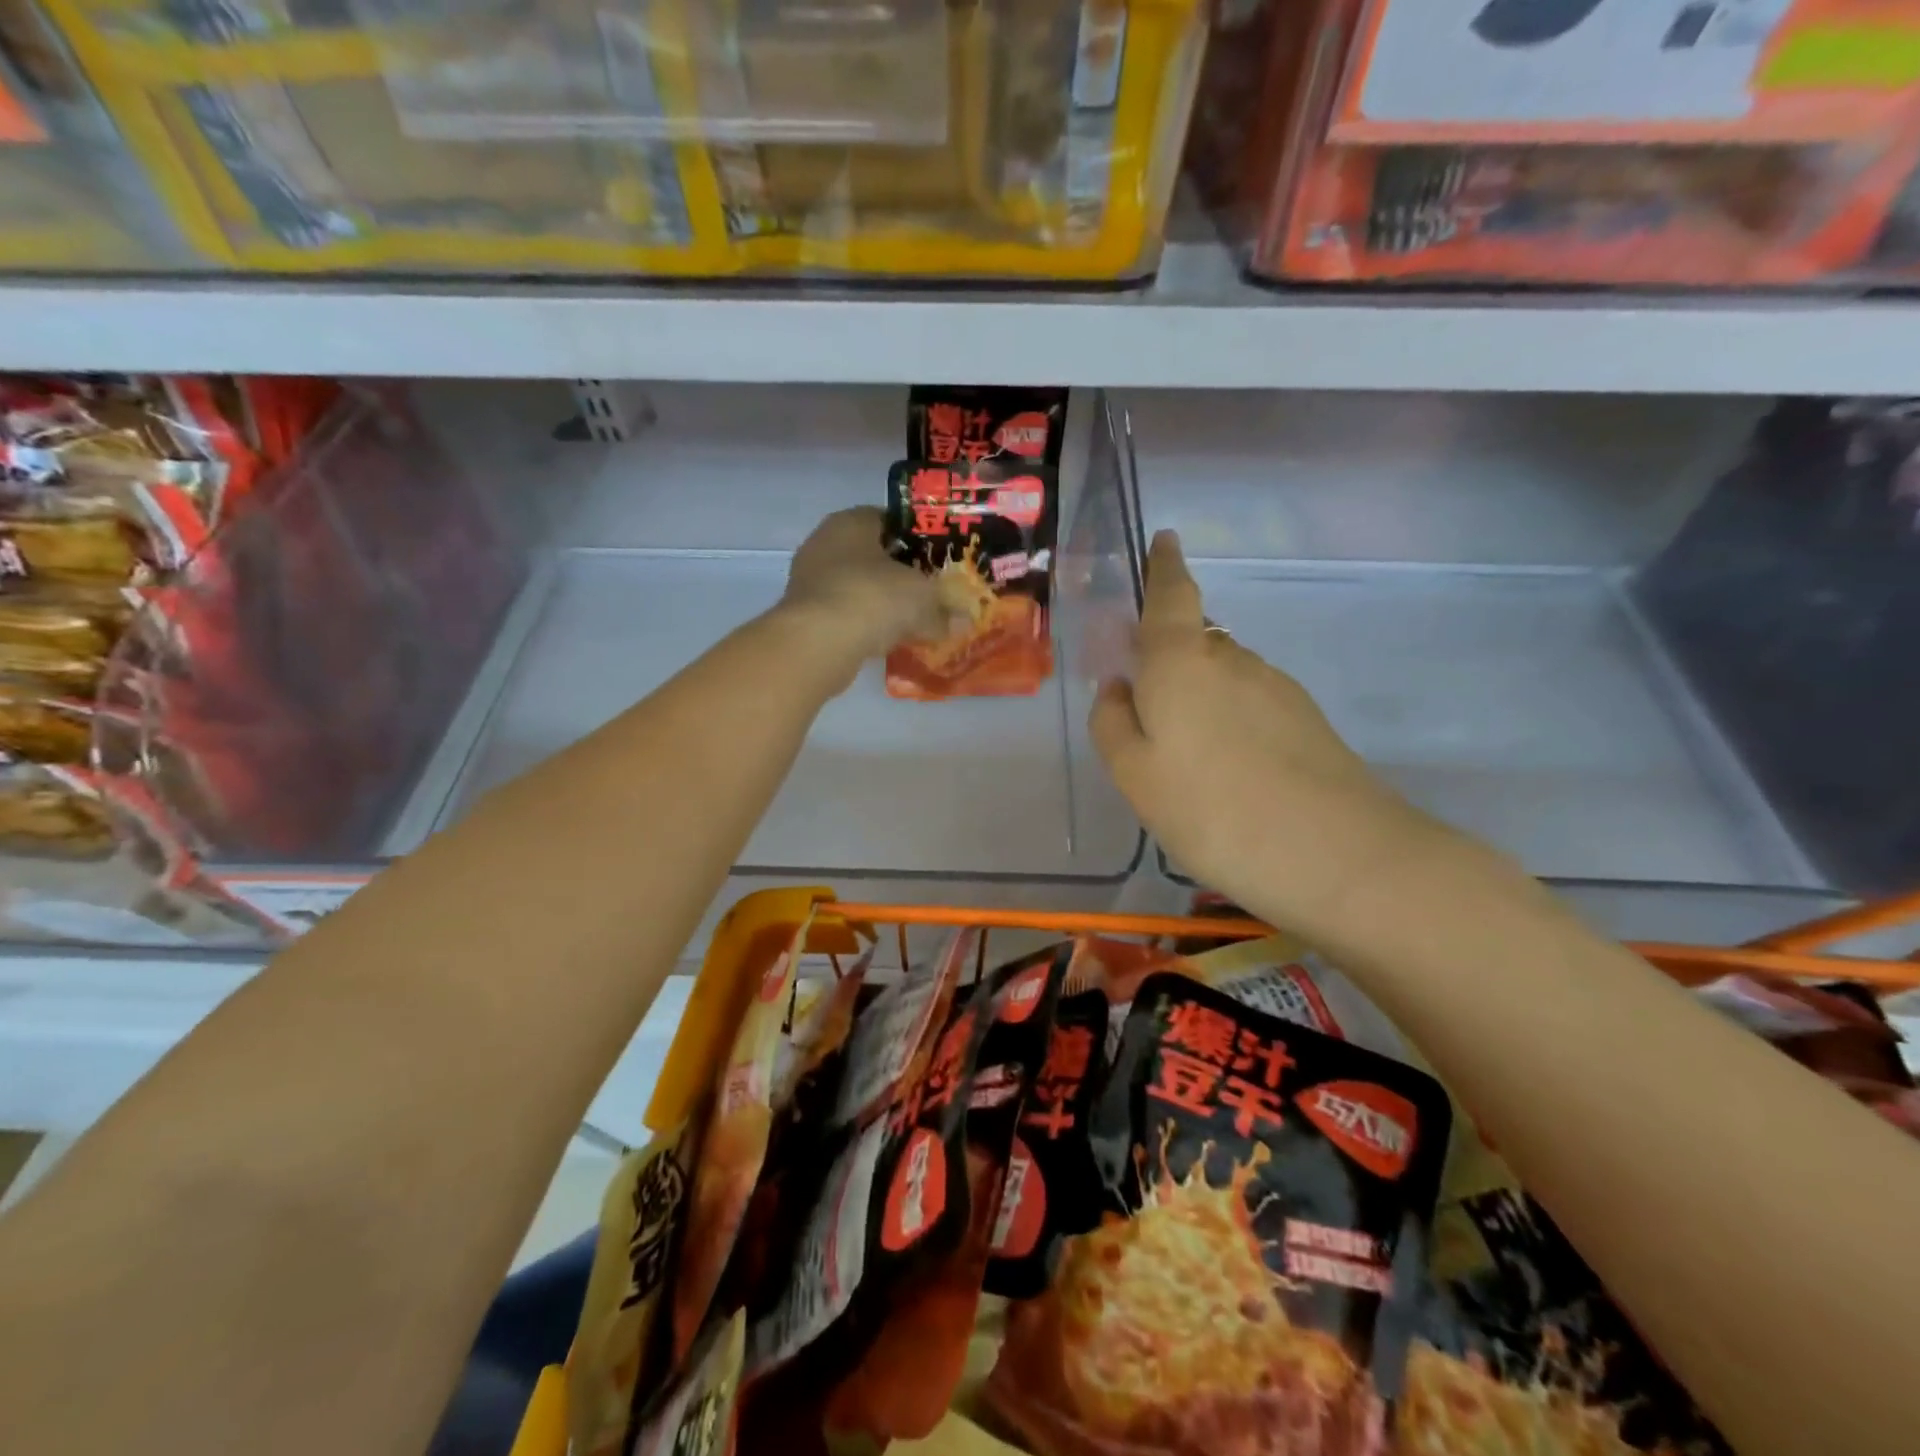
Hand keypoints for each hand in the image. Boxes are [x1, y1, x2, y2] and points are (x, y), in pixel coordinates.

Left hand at [776, 507, 948, 684]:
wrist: (817, 644)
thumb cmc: (872, 598)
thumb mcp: (923, 598)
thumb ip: (944, 608)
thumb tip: (962, 622)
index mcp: (851, 521)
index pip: (891, 520)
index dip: (919, 539)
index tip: (941, 560)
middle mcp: (825, 543)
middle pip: (873, 556)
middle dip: (902, 575)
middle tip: (932, 593)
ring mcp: (810, 580)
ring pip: (859, 587)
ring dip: (883, 603)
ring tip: (914, 621)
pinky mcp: (806, 616)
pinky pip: (847, 615)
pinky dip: (866, 626)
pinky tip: (888, 642)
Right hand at [1090, 531, 1460, 944]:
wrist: (1336, 855)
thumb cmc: (1212, 809)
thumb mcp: (1135, 775)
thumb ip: (1114, 724)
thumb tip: (1119, 689)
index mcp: (1182, 662)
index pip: (1172, 595)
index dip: (1165, 566)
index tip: (1166, 539)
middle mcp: (1233, 660)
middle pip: (1194, 643)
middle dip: (1169, 661)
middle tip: (1149, 713)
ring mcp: (1278, 688)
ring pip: (1224, 678)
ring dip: (1200, 701)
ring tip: (1187, 761)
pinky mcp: (1307, 721)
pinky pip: (1251, 707)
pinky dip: (1230, 724)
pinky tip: (1228, 775)